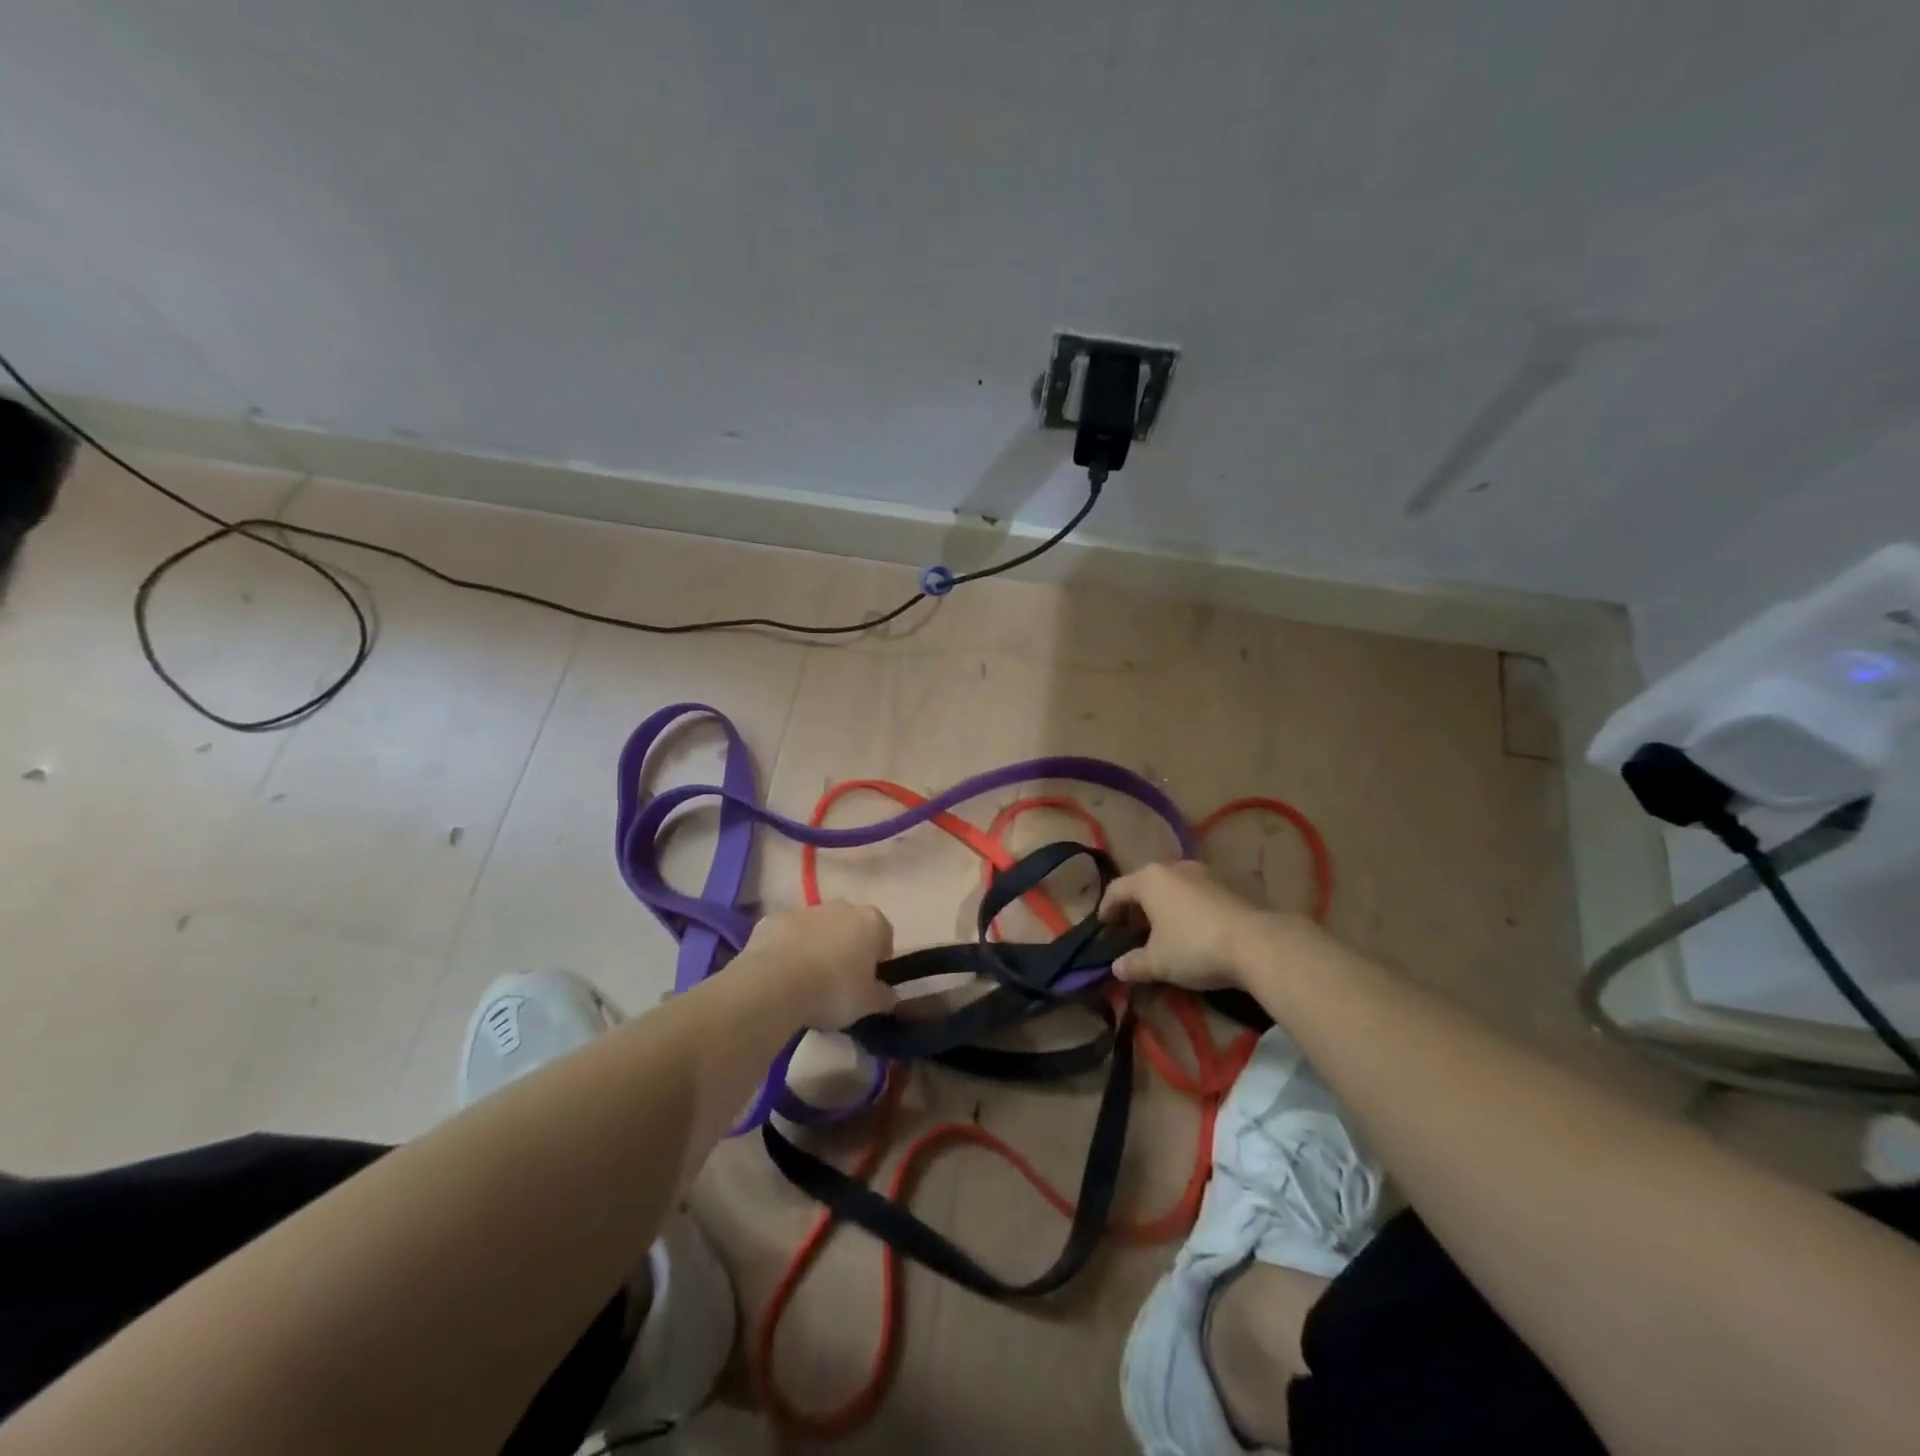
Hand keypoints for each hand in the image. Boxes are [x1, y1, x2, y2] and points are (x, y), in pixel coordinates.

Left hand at [744, 901, 896, 1029]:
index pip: (884, 936)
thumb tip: (890, 995)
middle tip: (839, 982)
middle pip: (850, 927)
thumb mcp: (867, 1004)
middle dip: (847, 948)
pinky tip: (781, 975)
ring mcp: (806, 910)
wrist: (775, 984)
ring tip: (807, 981)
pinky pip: (788, 934)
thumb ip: (884, 996)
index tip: (869, 982)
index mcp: (871, 922)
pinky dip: (788, 949)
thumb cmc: (833, 990)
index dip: (878, 960)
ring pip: (818, 928)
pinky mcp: (775, 919)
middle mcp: (841, 907)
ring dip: (817, 947)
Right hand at [1098, 860, 1299, 991]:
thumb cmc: (1195, 947)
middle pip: (1146, 884)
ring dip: (1164, 905)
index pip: (1117, 889)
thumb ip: (1133, 964)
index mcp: (1150, 879)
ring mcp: (1205, 872)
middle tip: (1132, 929)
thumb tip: (1116, 968)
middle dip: (1136, 906)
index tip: (1103, 926)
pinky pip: (1197, 892)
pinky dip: (1188, 907)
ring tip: (1164, 930)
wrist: (1259, 942)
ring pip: (1173, 886)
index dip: (1106, 908)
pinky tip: (1194, 929)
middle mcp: (1175, 867)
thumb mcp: (1158, 962)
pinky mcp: (1230, 884)